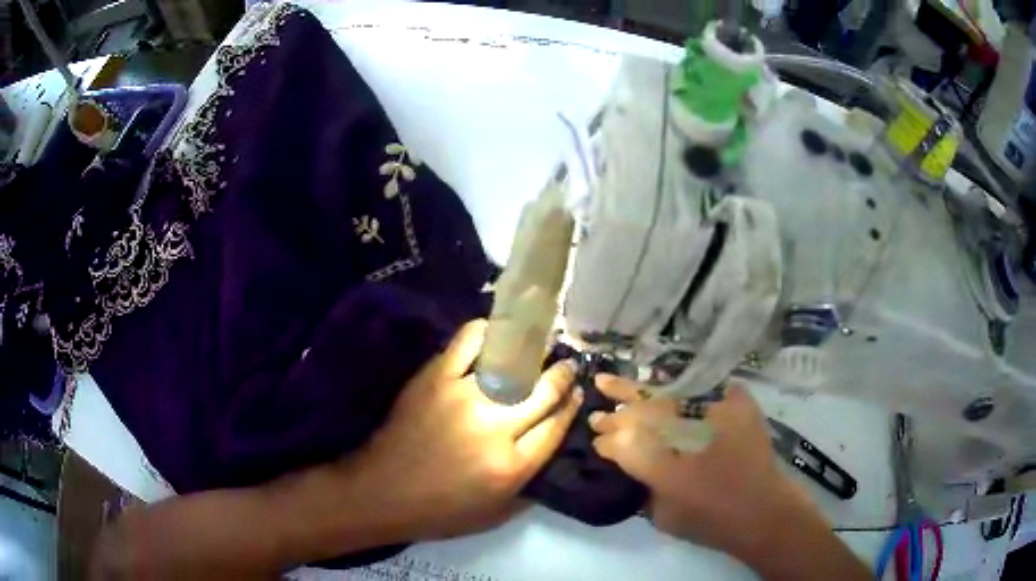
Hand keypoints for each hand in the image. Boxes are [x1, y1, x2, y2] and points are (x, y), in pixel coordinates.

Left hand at [352, 319, 581, 539]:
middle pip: (544, 391)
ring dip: (536, 351)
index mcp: (512, 466)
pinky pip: (469, 343)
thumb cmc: (440, 510)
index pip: (557, 425)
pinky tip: (499, 333)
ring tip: (543, 345)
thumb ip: (531, 485)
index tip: (577, 392)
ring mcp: (465, 397)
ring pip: (515, 363)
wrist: (382, 492)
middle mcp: (496, 427)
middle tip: (567, 366)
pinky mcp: (436, 378)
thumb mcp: (496, 514)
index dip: (572, 405)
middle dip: (563, 375)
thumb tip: (551, 445)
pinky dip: (488, 332)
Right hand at [588, 376, 821, 560]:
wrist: (763, 511)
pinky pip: (700, 385)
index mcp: (660, 459)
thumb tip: (625, 452)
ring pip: (666, 390)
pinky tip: (663, 381)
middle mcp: (683, 426)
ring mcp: (712, 407)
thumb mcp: (662, 512)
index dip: (609, 436)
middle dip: (619, 405)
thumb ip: (642, 479)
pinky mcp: (735, 400)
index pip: (623, 438)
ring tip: (617, 382)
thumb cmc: (710, 519)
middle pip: (642, 407)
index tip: (597, 436)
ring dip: (640, 388)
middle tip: (599, 395)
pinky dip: (679, 383)